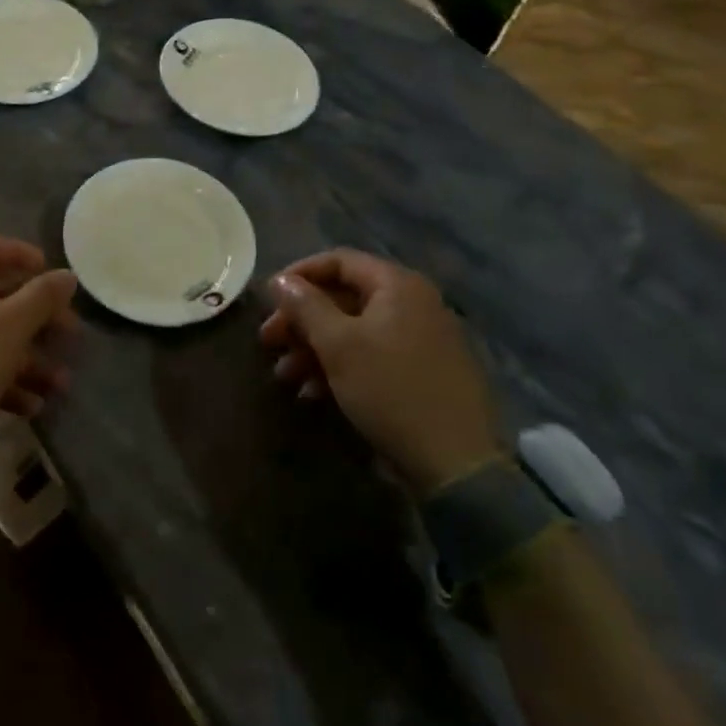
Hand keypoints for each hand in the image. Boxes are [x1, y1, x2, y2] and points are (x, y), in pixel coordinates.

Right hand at [260, 249, 500, 497]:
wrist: (457, 464)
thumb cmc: (390, 389)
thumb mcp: (338, 345)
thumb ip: (305, 306)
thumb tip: (280, 280)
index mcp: (397, 285)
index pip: (338, 260)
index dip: (298, 275)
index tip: (268, 299)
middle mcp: (413, 303)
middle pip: (344, 297)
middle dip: (302, 320)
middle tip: (268, 342)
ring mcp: (422, 339)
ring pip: (355, 330)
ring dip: (315, 348)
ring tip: (285, 376)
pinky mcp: (423, 373)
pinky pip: (373, 356)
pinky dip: (340, 368)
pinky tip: (313, 394)